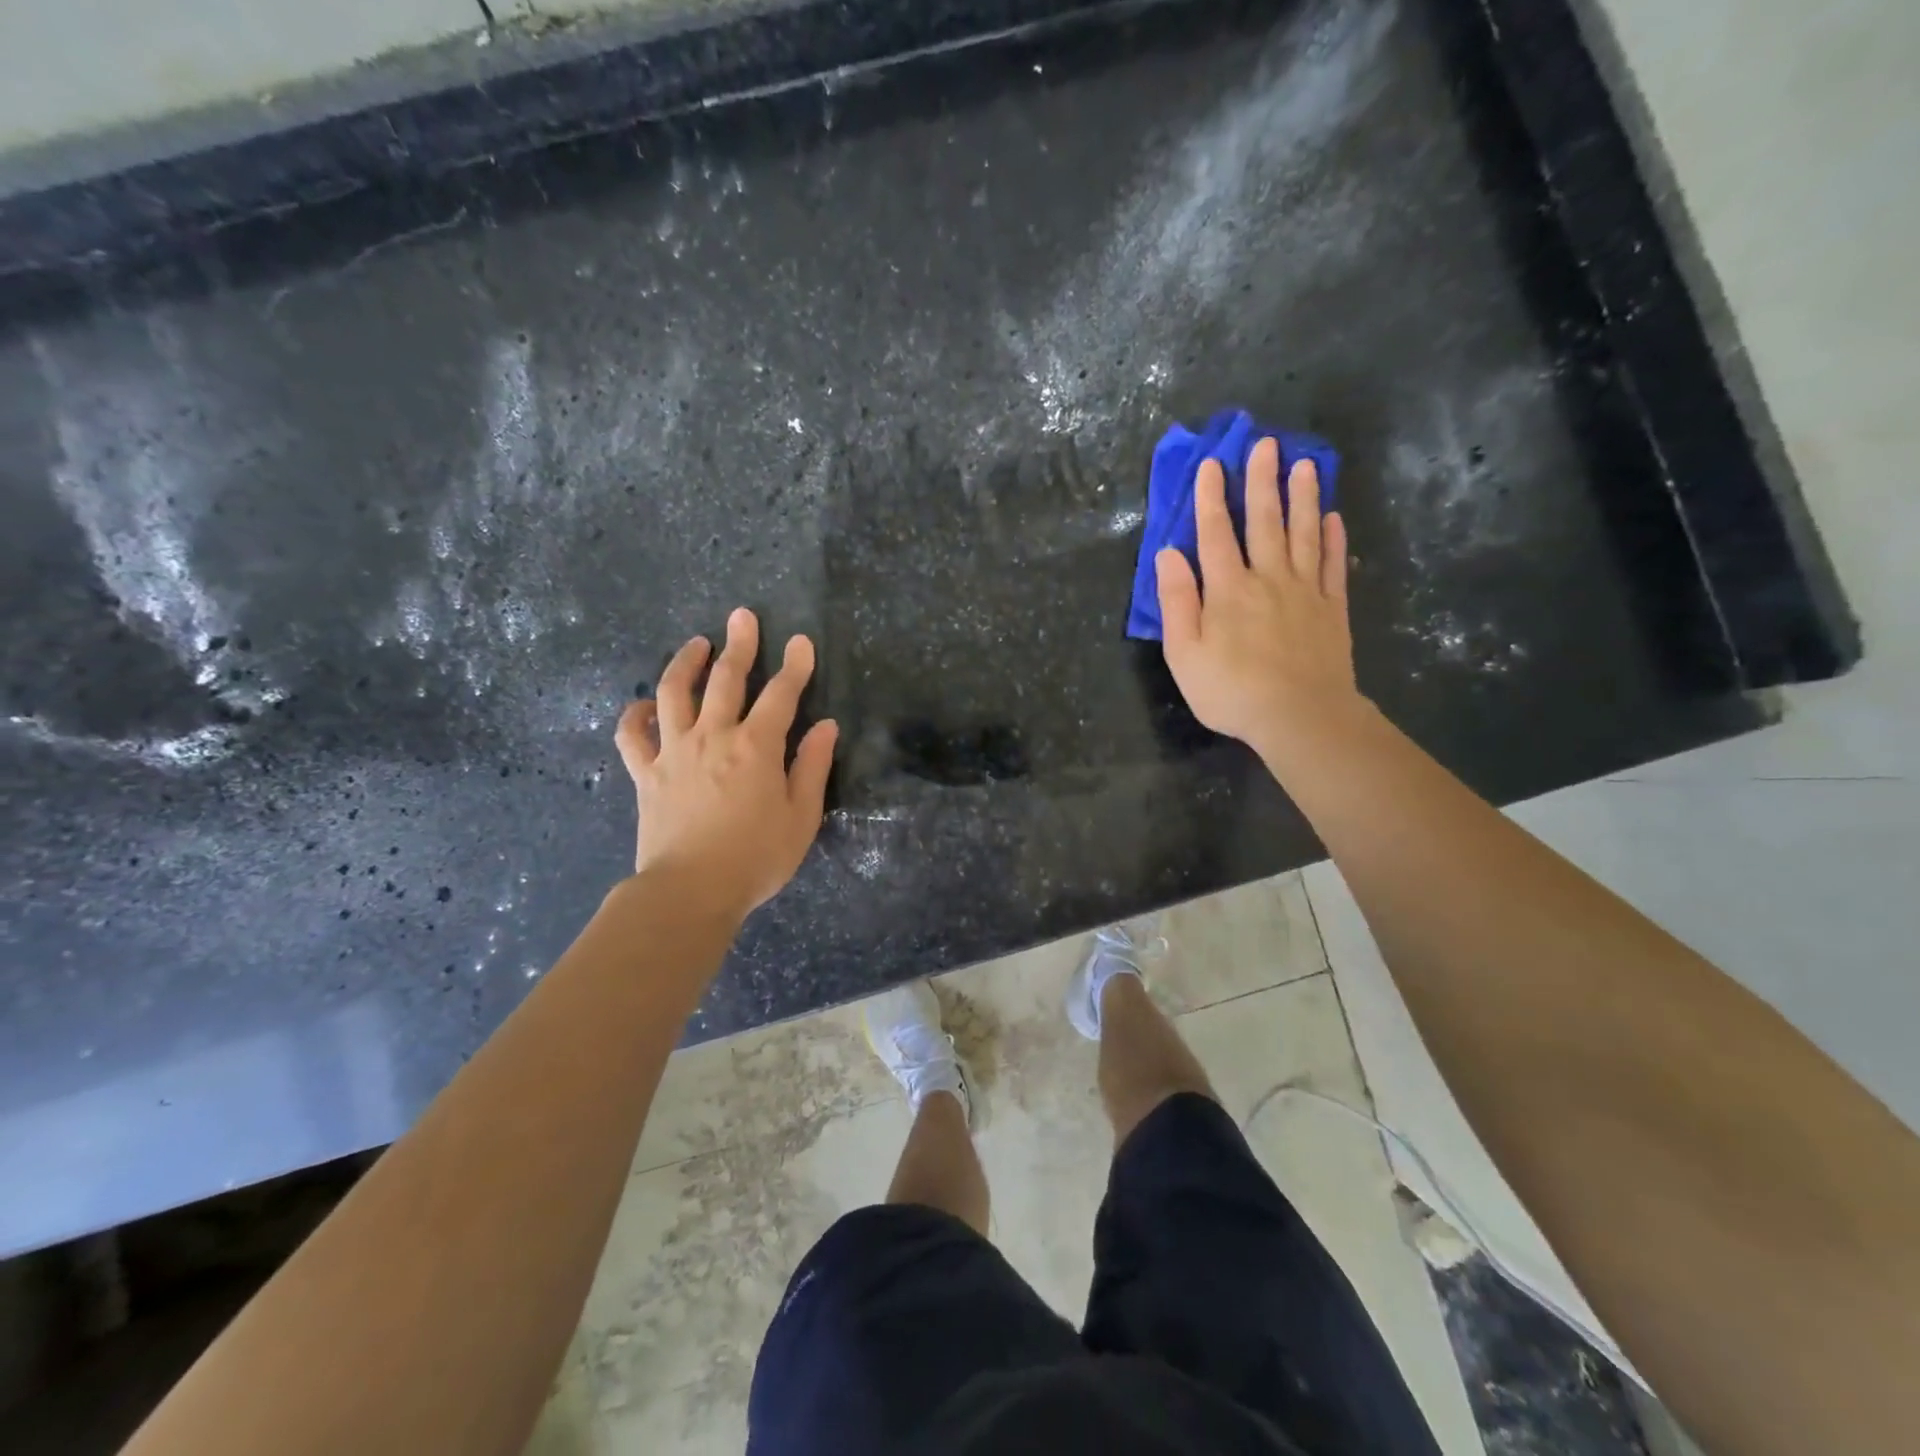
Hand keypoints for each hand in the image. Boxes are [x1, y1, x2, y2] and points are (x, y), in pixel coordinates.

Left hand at [614, 607, 837, 922]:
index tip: (801, 642)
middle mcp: (714, 736)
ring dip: (684, 663)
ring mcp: (674, 751)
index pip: (781, 694)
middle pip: (725, 678)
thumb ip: (813, 766)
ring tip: (695, 643)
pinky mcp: (646, 773)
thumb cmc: (756, 857)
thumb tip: (826, 726)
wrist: (690, 891)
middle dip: (739, 645)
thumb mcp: (801, 817)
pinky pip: (632, 735)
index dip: (794, 665)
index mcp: (756, 747)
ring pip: (673, 692)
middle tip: (742, 617)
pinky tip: (645, 705)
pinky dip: (636, 715)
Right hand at [1154, 438, 1360, 757]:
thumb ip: (1176, 601)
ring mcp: (1305, 591)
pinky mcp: (1332, 608)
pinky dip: (1333, 538)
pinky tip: (1334, 517)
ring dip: (1303, 497)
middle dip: (1262, 481)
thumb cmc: (1231, 690)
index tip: (1212, 464)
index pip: (1215, 534)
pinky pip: (1332, 564)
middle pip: (1264, 521)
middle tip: (1267, 444)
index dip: (1211, 498)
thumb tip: (1168, 554)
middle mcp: (1267, 578)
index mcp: (1227, 589)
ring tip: (1305, 464)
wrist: (1300, 716)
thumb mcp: (1185, 653)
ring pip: (1303, 533)